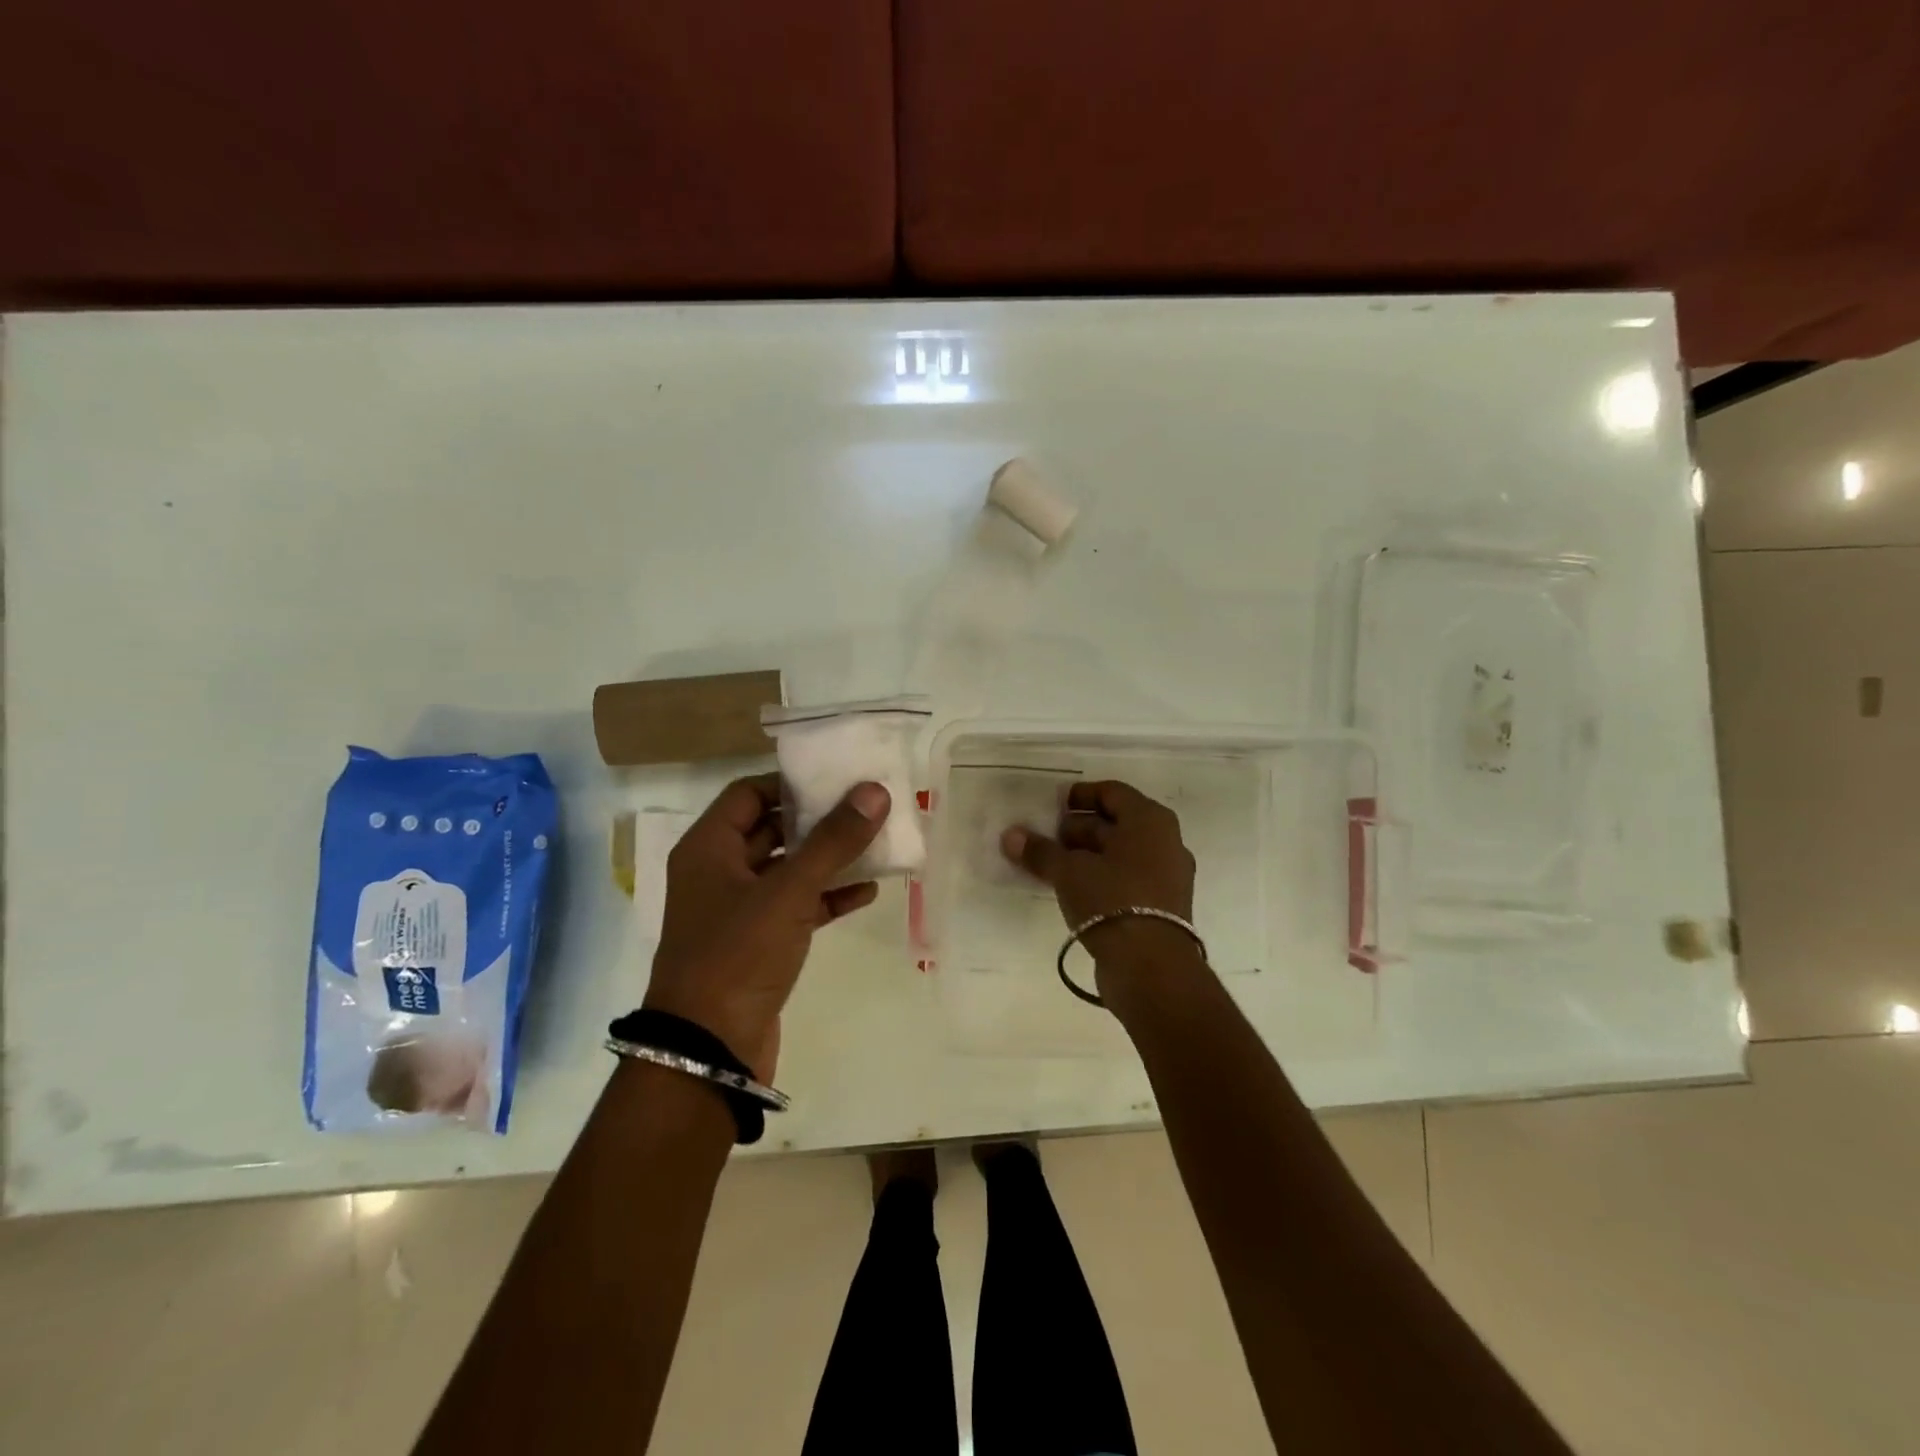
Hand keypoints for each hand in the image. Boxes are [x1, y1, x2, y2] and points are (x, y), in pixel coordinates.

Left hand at [644, 774, 888, 1077]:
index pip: (748, 793)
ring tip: (875, 844)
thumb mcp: (789, 891)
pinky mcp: (759, 945)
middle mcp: (718, 873)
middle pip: (771, 829)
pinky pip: (797, 907)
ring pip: (788, 870)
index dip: (789, 782)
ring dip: (827, 859)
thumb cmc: (738, 954)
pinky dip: (827, 897)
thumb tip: (874, 791)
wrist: (709, 1050)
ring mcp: (738, 911)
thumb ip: (833, 840)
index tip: (835, 779)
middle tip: (865, 806)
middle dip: (817, 820)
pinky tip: (867, 892)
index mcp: (708, 848)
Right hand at [1001, 780, 1199, 981]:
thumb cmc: (1112, 900)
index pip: (1111, 792)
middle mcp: (1165, 842)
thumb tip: (1010, 835)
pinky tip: (1072, 890)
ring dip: (1086, 856)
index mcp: (1149, 820)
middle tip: (1045, 837)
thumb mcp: (1069, 871)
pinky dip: (1100, 878)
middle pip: (1116, 823)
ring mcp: (1167, 876)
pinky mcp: (1161, 906)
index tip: (1051, 806)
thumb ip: (1040, 850)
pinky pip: (1126, 879)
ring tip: (1052, 865)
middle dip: (1078, 828)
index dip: (1079, 795)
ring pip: (1120, 854)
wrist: (1151, 967)